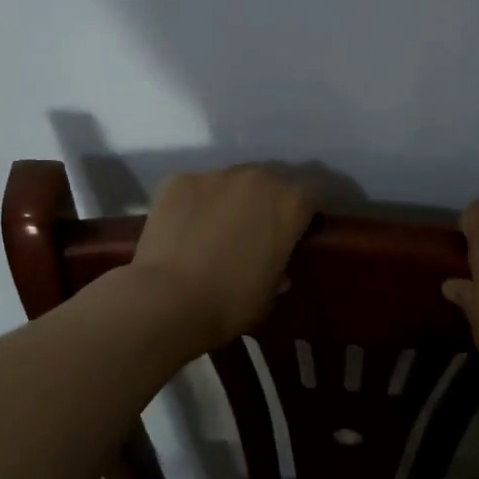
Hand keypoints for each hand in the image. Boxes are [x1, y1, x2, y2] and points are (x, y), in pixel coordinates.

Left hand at [129, 166, 316, 348]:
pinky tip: (182, 230)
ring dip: (228, 200)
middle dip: (265, 202)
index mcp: (290, 203)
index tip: (292, 235)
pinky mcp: (179, 180)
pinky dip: (193, 204)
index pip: (310, 197)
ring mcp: (215, 175)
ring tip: (212, 230)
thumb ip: (279, 271)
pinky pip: (194, 188)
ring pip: (230, 182)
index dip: (301, 216)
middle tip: (251, 232)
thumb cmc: (230, 303)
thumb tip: (275, 269)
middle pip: (269, 182)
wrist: (168, 301)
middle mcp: (258, 177)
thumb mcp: (271, 294)